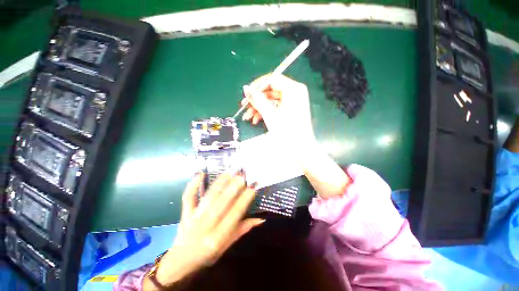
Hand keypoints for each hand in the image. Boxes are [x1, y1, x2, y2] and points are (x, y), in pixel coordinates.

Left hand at [154, 173, 262, 285]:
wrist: (179, 263)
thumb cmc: (207, 255)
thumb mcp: (227, 246)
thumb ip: (242, 230)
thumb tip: (261, 219)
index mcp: (218, 237)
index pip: (234, 215)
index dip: (244, 200)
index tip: (252, 188)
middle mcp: (206, 226)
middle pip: (221, 204)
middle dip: (232, 188)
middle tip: (241, 175)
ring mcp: (193, 218)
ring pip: (208, 198)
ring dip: (219, 184)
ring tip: (229, 173)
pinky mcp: (185, 213)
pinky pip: (188, 197)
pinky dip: (193, 185)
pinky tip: (200, 173)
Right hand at [242, 74, 350, 198]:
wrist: (301, 149)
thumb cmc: (287, 132)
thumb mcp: (270, 115)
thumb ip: (258, 100)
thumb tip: (246, 89)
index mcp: (294, 89)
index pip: (272, 79)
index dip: (257, 86)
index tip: (246, 94)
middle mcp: (295, 92)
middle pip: (271, 90)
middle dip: (257, 100)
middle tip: (244, 107)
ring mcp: (293, 101)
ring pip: (271, 99)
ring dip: (259, 108)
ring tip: (249, 117)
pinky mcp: (290, 109)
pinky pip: (275, 106)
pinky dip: (266, 112)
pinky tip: (256, 120)